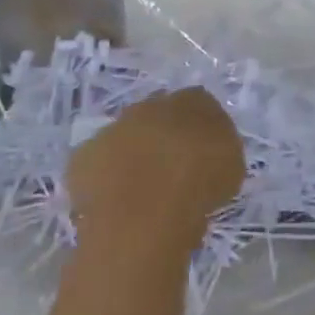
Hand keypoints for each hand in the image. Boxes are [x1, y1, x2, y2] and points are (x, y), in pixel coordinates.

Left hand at [68, 88, 245, 243]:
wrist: (145, 214)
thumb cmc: (199, 186)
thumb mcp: (232, 165)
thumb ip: (219, 147)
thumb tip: (209, 146)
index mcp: (192, 100)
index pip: (199, 102)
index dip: (200, 127)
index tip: (204, 151)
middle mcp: (150, 105)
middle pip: (158, 116)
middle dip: (164, 136)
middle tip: (173, 167)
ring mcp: (113, 128)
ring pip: (126, 137)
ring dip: (134, 154)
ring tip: (144, 189)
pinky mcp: (82, 157)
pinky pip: (98, 164)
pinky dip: (106, 177)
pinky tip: (117, 199)